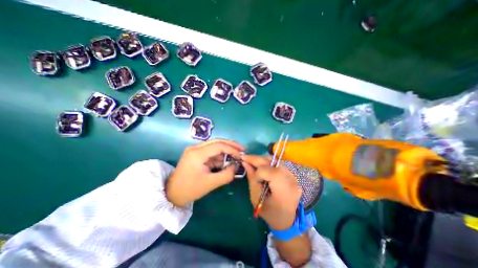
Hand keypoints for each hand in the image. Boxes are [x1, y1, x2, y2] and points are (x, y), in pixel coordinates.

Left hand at [166, 139, 244, 205]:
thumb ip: (227, 174)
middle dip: (231, 145)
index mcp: (197, 153)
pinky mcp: (197, 154)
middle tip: (242, 150)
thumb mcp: (211, 183)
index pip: (219, 145)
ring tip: (236, 158)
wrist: (172, 193)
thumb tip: (236, 166)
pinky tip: (226, 162)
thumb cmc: (190, 190)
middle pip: (217, 141)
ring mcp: (196, 150)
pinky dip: (220, 156)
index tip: (241, 155)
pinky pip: (211, 152)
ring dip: (226, 151)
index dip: (232, 149)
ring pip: (215, 146)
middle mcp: (196, 147)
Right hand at [241, 155, 299, 229]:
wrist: (287, 220)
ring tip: (252, 162)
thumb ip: (251, 178)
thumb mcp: (256, 199)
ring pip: (275, 160)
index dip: (258, 172)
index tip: (253, 178)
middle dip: (256, 159)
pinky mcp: (292, 174)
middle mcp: (291, 180)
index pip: (269, 172)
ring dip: (261, 160)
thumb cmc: (270, 213)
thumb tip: (245, 163)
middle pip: (272, 162)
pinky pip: (277, 164)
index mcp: (284, 190)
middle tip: (245, 158)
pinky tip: (260, 165)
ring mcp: (293, 176)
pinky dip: (267, 163)